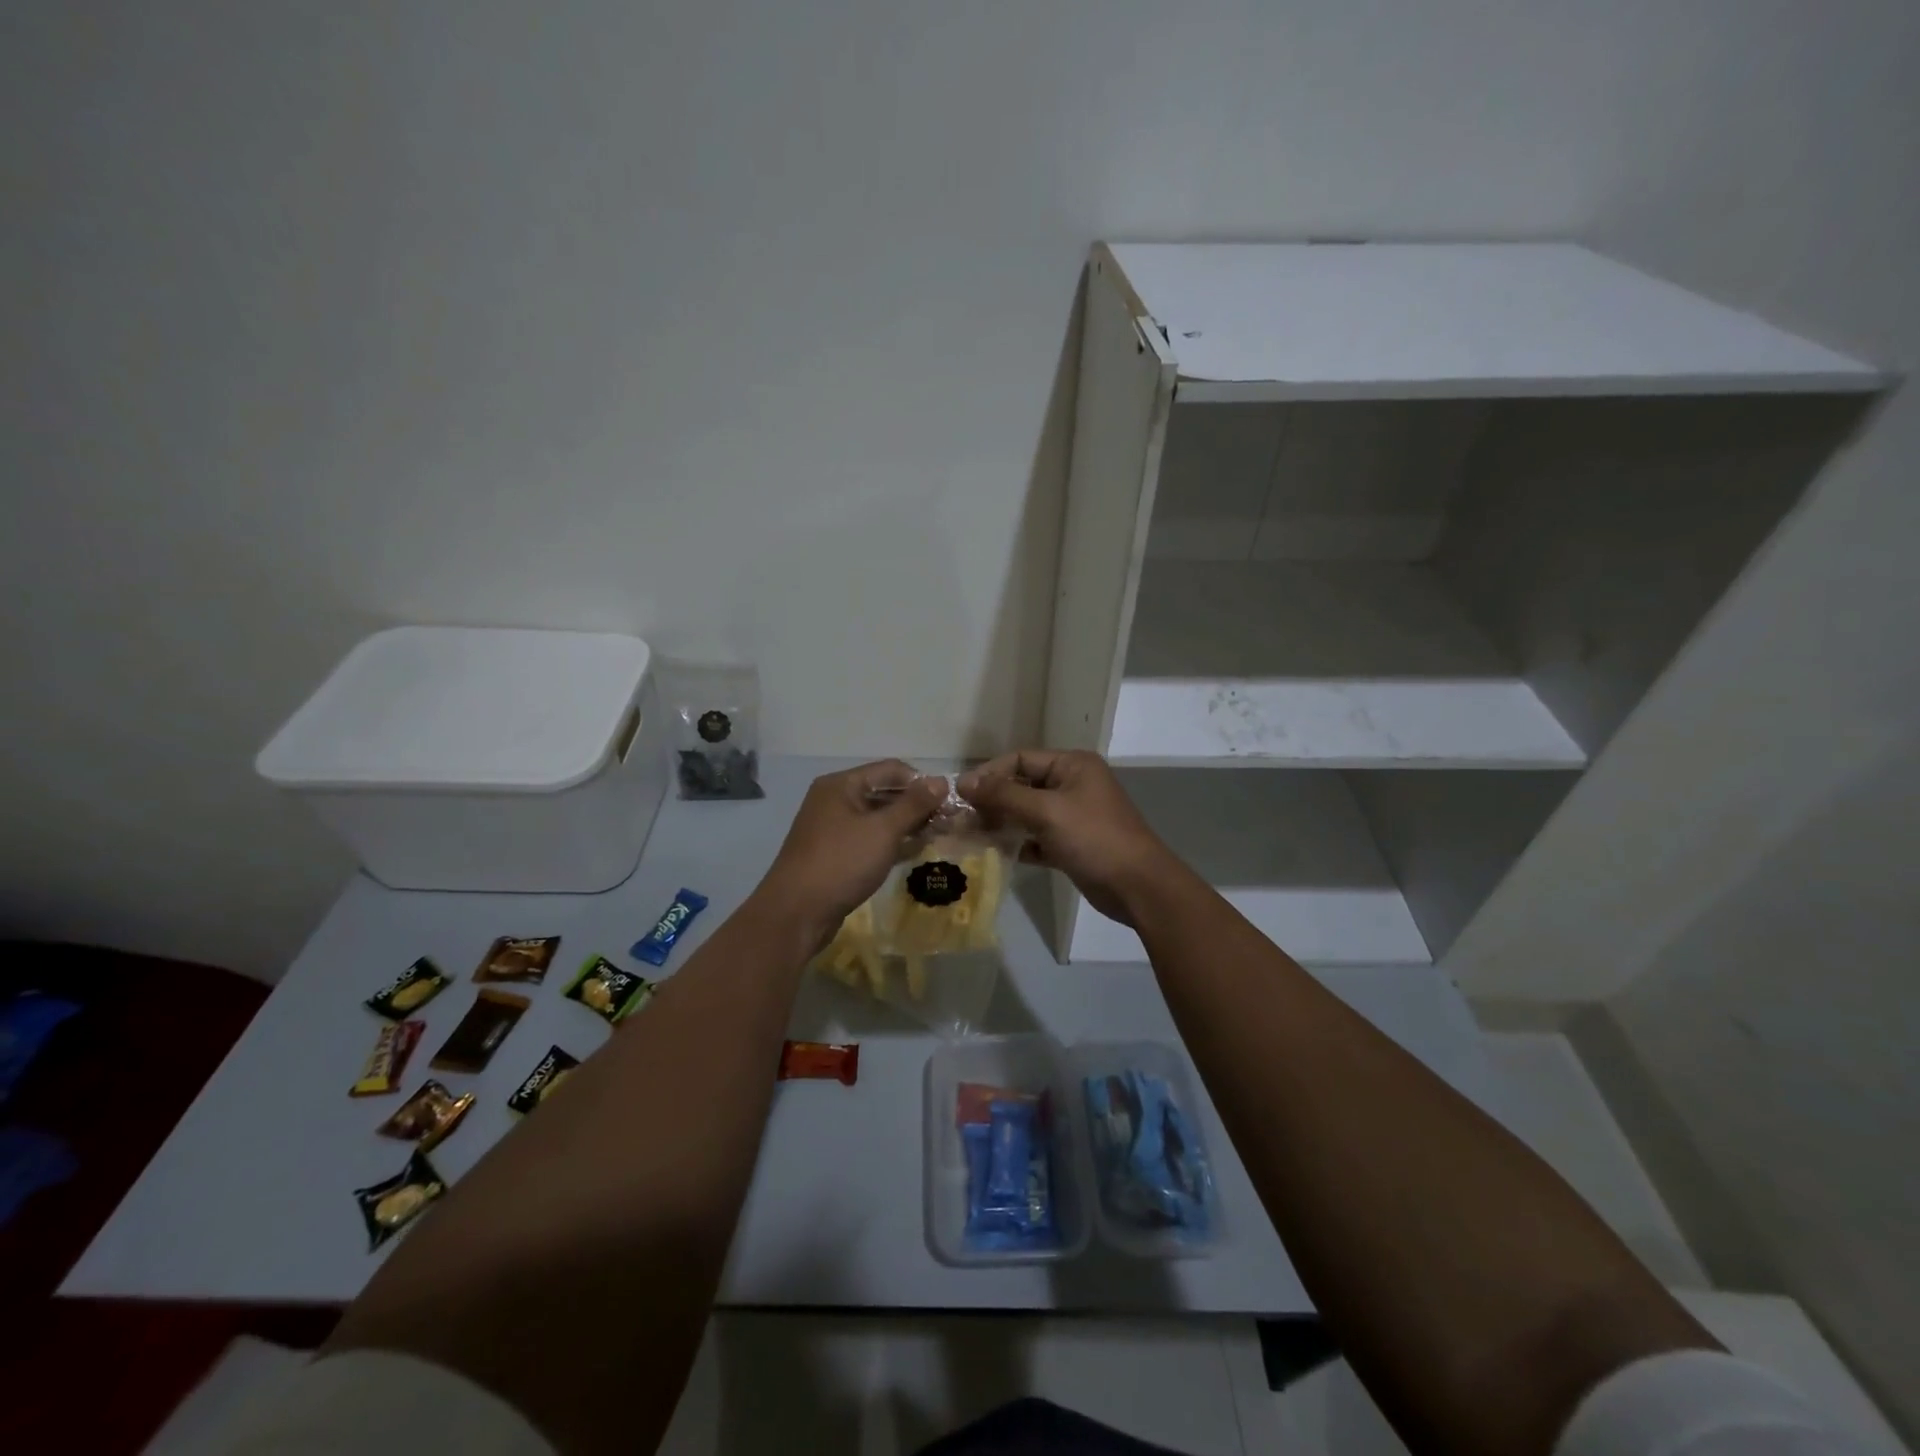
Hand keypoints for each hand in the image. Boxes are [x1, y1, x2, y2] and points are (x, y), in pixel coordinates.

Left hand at [754, 760, 946, 946]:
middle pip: (885, 793)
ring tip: (939, 836)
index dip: (921, 782)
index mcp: (842, 785)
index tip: (949, 802)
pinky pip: (870, 840)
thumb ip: (914, 805)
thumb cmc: (841, 863)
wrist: (796, 913)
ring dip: (908, 825)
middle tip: (949, 821)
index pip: (891, 770)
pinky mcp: (836, 854)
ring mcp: (834, 829)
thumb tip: (941, 781)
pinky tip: (915, 852)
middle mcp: (835, 800)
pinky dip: (892, 842)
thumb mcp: (883, 830)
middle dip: (917, 805)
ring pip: (879, 819)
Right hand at [958, 750, 1174, 926]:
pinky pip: (1037, 836)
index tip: (960, 794)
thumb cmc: (1094, 838)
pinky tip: (996, 852)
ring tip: (972, 834)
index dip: (989, 773)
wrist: (1138, 886)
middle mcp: (1073, 784)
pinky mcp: (1072, 843)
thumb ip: (1004, 795)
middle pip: (1022, 784)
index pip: (1020, 758)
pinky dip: (1019, 842)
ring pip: (1028, 812)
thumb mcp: (1047, 811)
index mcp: (1072, 765)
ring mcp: (1073, 815)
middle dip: (993, 799)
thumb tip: (964, 782)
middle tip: (962, 817)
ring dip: (1002, 821)